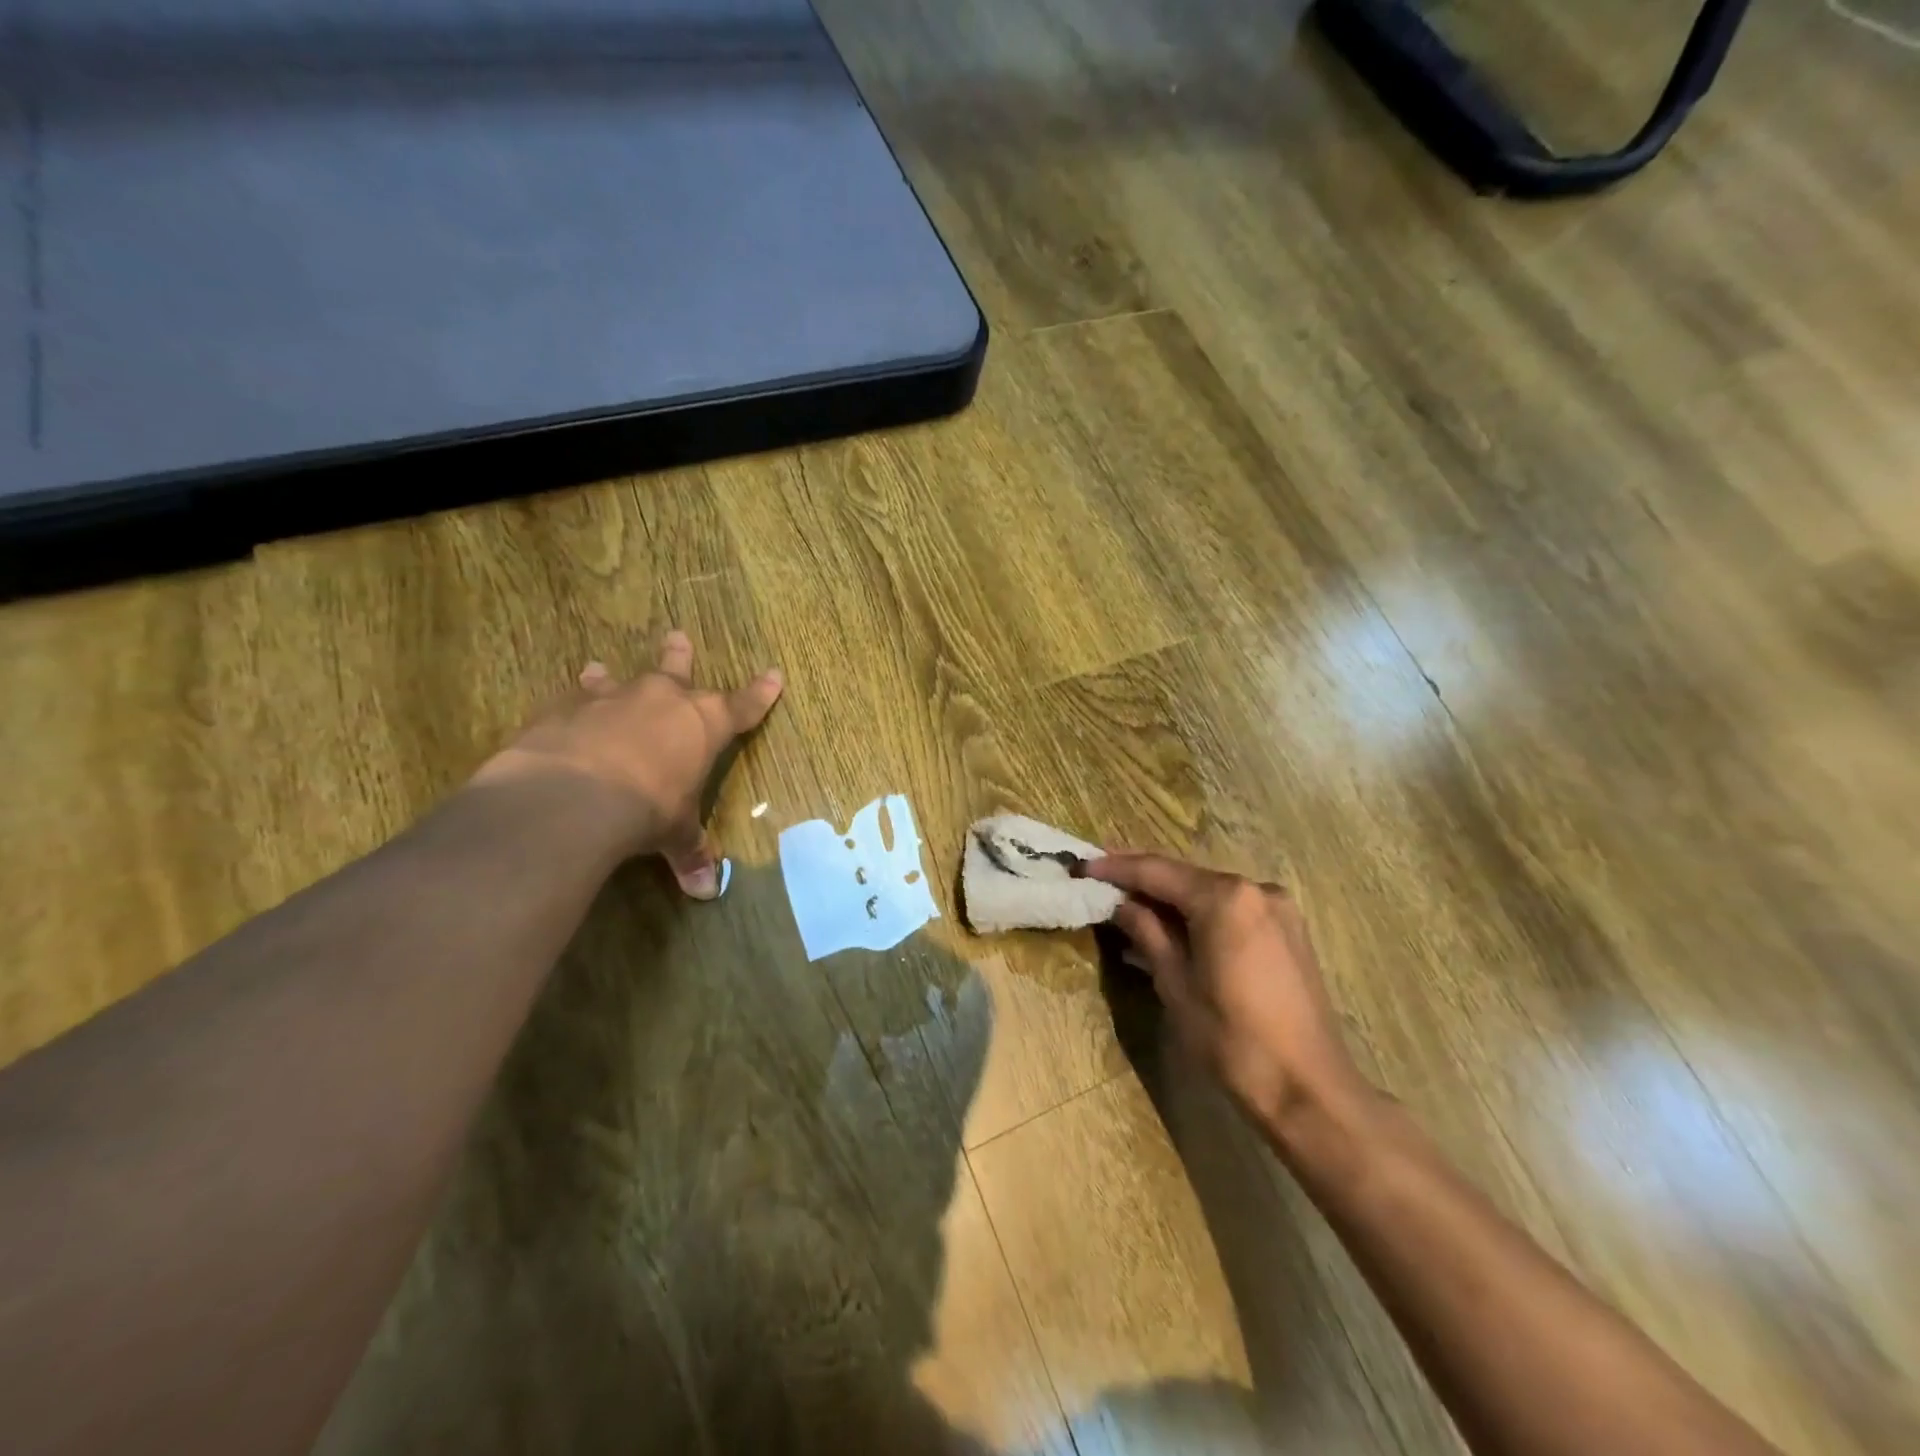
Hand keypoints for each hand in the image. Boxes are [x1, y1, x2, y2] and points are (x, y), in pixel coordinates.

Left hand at [474, 630, 782, 896]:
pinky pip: (571, 700)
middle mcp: (662, 700)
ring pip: (617, 679)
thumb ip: (690, 853)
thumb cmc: (648, 809)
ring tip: (598, 668)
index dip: (761, 692)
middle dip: (679, 656)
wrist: (576, 796)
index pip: (743, 705)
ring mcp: (612, 699)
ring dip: (610, 676)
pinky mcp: (565, 708)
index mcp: (704, 724)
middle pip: (677, 671)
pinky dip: (570, 703)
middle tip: (676, 635)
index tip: (774, 673)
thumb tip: (706, 891)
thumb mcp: (675, 833)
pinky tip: (561, 708)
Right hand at [1085, 852, 1366, 1123]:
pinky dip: (1199, 911)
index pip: (1157, 871)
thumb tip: (1121, 903)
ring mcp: (1277, 907)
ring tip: (1129, 900)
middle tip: (1100, 876)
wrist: (1310, 1090)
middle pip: (1185, 875)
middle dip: (1142, 876)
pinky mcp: (1288, 929)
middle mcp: (1255, 888)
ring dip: (1170, 895)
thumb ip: (1146, 932)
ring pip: (1209, 890)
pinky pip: (1232, 908)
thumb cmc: (1233, 1040)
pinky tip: (1174, 923)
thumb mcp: (1176, 984)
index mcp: (1225, 898)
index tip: (1082, 866)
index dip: (1116, 868)